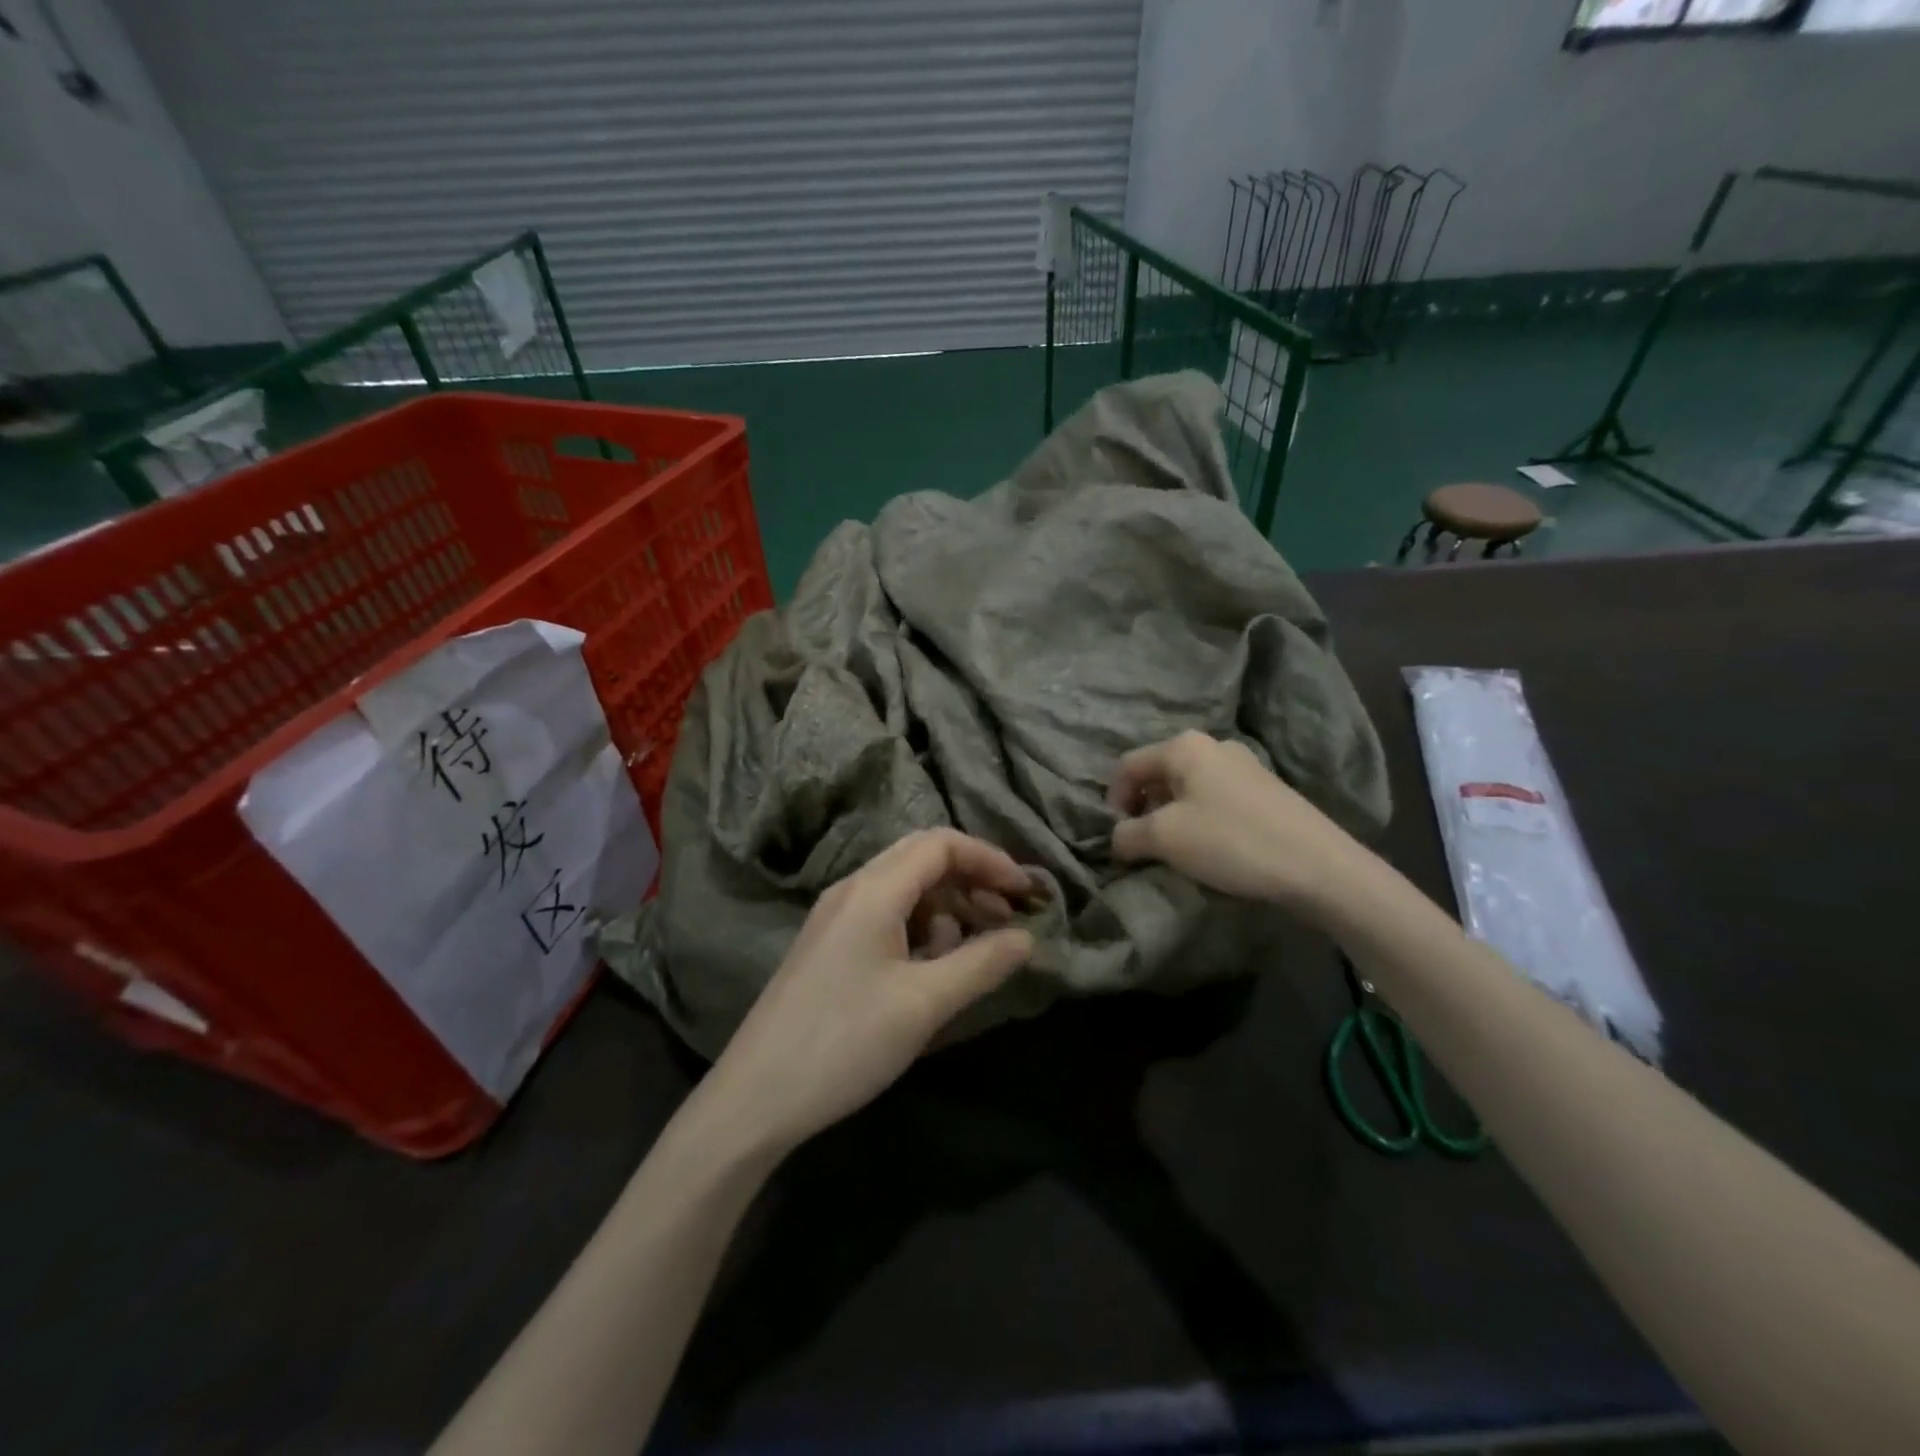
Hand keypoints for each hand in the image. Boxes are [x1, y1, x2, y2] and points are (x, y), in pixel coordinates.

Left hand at [699, 829, 1035, 1158]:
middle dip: (971, 878)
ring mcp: (836, 916)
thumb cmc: (845, 1042)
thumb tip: (1027, 938)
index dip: (989, 859)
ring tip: (974, 948)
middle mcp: (852, 889)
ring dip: (947, 905)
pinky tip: (933, 966)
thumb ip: (981, 964)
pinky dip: (921, 926)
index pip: (941, 844)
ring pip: (904, 887)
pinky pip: (886, 914)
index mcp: (873, 890)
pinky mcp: (829, 945)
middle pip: (922, 857)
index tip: (1026, 893)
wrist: (756, 1097)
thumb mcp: (924, 1004)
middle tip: (1006, 916)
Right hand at [1108, 730, 1366, 916]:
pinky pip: (1216, 799)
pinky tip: (1213, 849)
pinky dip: (1201, 820)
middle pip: (1159, 773)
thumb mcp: (1165, 839)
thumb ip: (1127, 834)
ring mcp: (1244, 766)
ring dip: (1172, 817)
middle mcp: (1213, 745)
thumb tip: (1116, 838)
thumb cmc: (1231, 841)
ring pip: (1188, 788)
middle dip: (1143, 808)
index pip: (1127, 766)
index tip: (1118, 838)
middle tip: (1144, 845)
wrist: (1319, 866)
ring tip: (1177, 851)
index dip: (1113, 801)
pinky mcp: (1266, 790)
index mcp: (1184, 746)